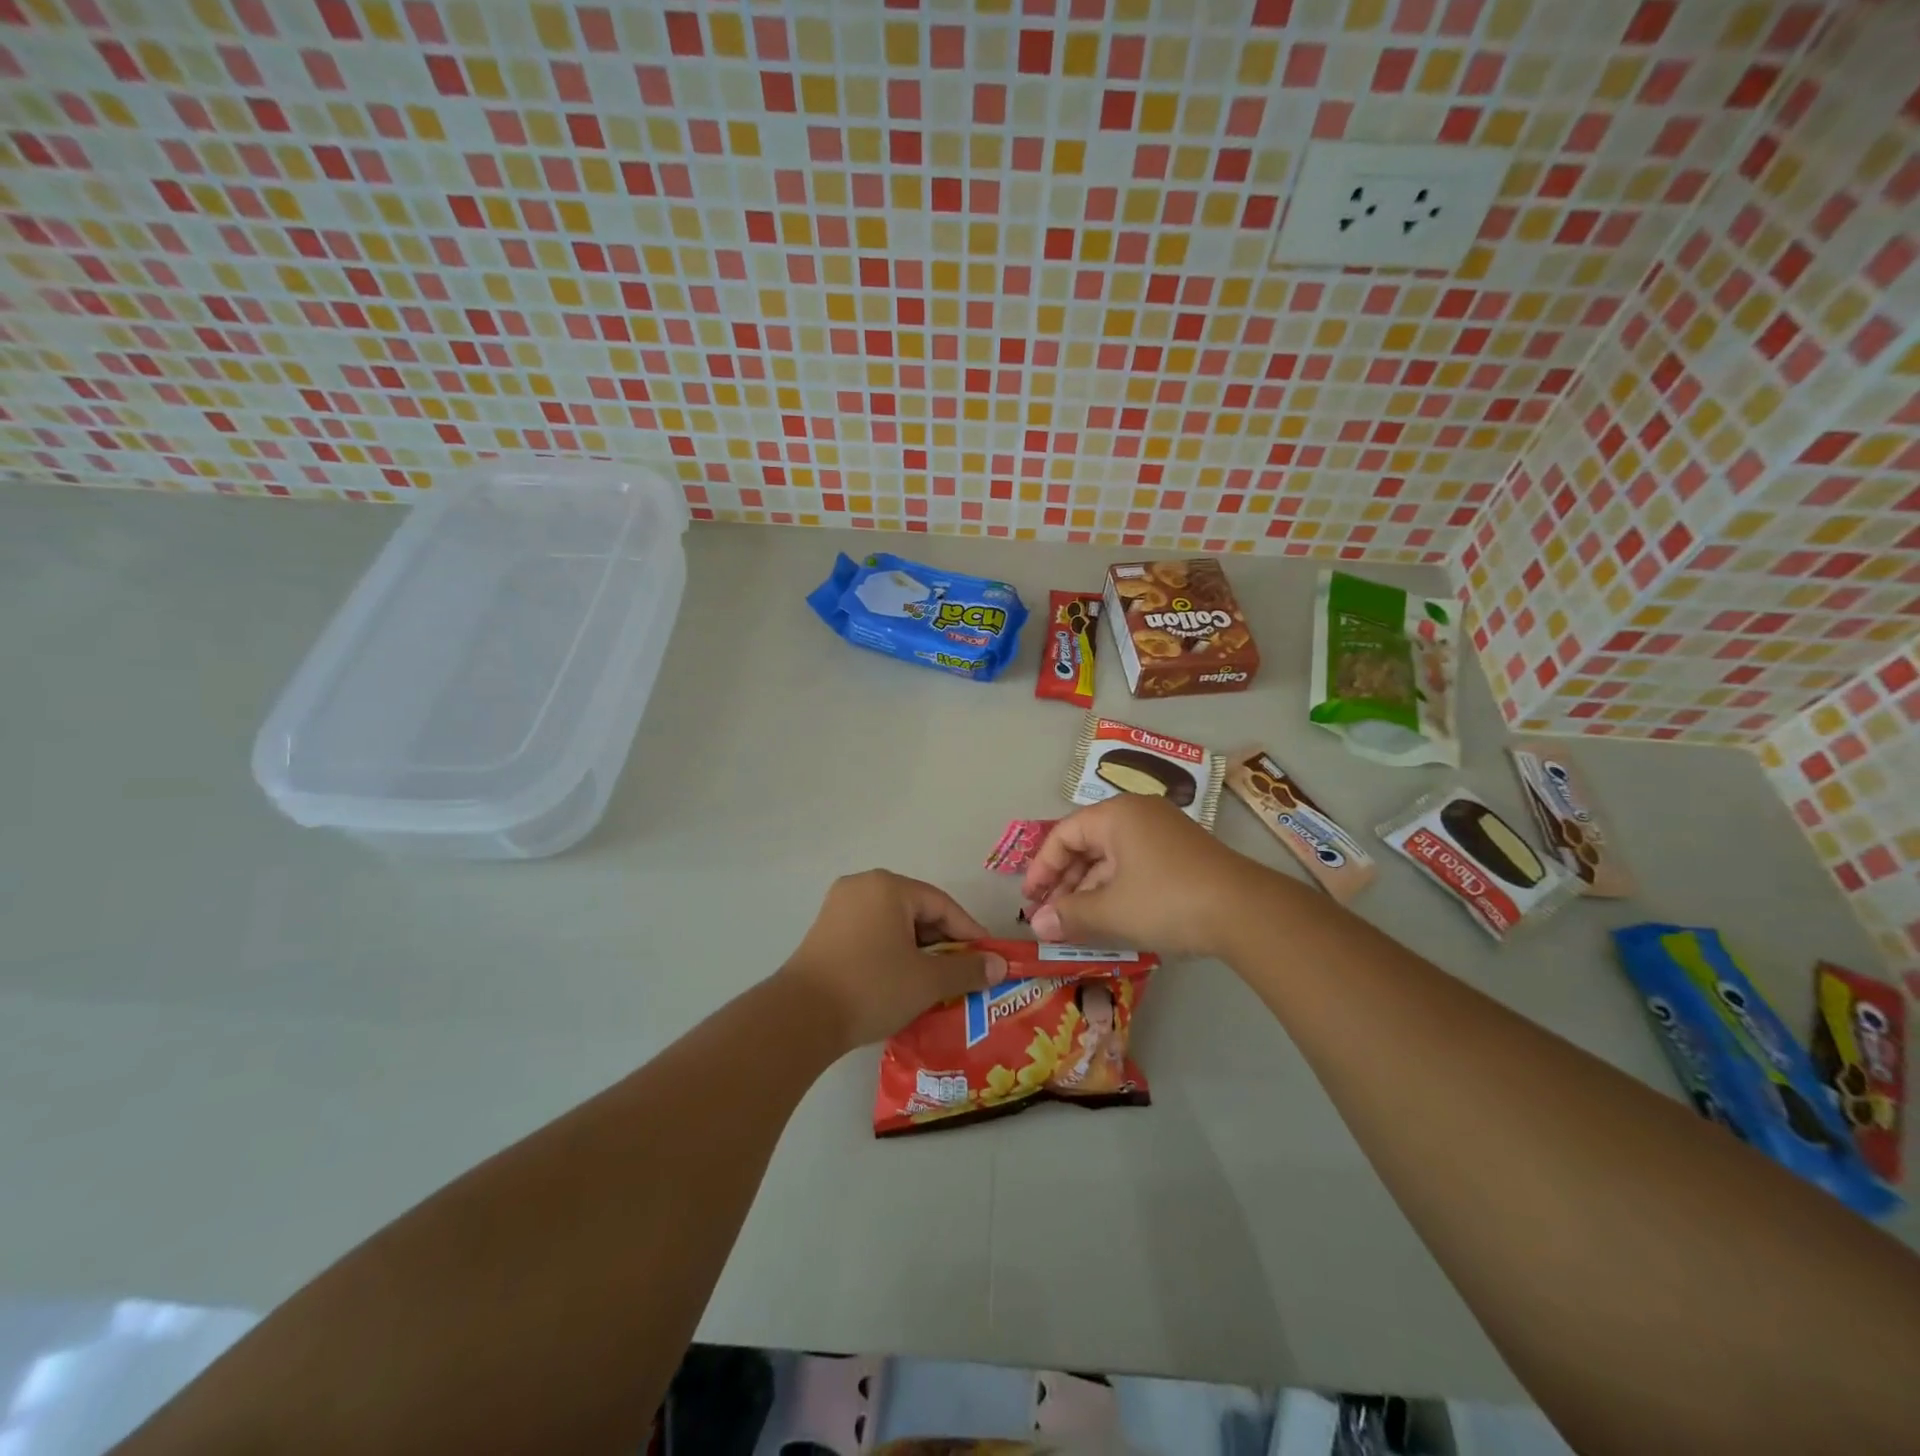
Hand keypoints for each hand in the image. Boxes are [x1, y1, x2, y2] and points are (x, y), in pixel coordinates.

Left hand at [778, 871, 1007, 1048]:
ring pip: (893, 924)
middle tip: (964, 973)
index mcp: (888, 886)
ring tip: (937, 982)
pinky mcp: (825, 932)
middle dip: (944, 943)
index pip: (942, 905)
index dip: (970, 932)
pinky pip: (872, 934)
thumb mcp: (927, 980)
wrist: (800, 1018)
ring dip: (918, 951)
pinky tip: (903, 981)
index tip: (989, 959)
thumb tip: (1000, 966)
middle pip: (917, 911)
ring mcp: (839, 908)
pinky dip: (893, 953)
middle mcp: (862, 886)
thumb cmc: (872, 987)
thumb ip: (967, 969)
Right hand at [1020, 795, 1275, 956]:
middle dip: (1065, 882)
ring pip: (1112, 857)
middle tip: (1051, 916)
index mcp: (1115, 815)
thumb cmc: (1167, 900)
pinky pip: (1135, 865)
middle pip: (1087, 844)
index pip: (1063, 835)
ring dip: (1090, 889)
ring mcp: (1164, 832)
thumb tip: (1036, 925)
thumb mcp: (1110, 910)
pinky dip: (1117, 889)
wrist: (1245, 911)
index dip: (1041, 868)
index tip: (1030, 901)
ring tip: (1077, 923)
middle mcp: (1138, 814)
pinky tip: (1112, 917)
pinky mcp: (1182, 853)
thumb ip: (1069, 915)